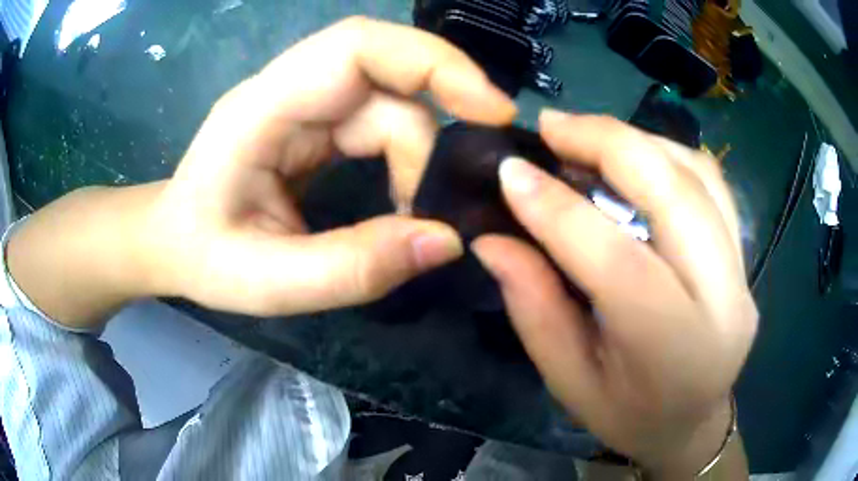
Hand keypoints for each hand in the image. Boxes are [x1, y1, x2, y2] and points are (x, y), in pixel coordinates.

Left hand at [141, 17, 516, 315]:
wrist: (172, 243)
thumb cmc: (203, 258)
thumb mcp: (268, 282)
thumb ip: (354, 268)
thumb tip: (447, 240)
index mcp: (261, 108)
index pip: (358, 47)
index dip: (434, 63)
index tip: (491, 110)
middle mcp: (288, 89)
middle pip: (388, 72)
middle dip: (436, 123)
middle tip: (453, 190)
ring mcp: (305, 102)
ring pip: (391, 102)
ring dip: (418, 156)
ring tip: (409, 215)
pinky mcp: (317, 121)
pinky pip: (381, 121)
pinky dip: (406, 158)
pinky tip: (400, 200)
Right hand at [472, 111, 756, 475]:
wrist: (690, 423)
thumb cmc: (626, 416)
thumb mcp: (568, 380)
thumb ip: (534, 306)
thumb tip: (491, 238)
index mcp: (673, 350)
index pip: (617, 261)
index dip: (557, 209)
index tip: (509, 170)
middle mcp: (723, 300)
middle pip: (675, 193)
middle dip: (608, 142)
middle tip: (552, 125)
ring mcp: (742, 271)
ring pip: (698, 174)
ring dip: (638, 140)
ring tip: (586, 134)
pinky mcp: (743, 254)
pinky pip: (712, 182)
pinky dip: (668, 153)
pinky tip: (634, 154)